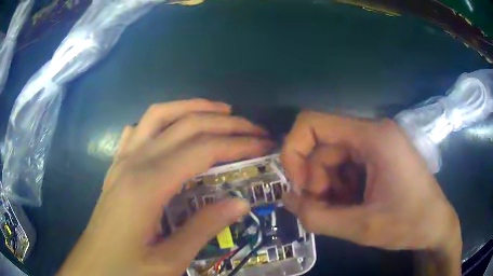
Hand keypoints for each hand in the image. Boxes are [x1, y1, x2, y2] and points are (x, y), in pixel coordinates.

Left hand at [58, 99, 272, 275]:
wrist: (93, 265)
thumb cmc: (127, 268)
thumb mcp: (169, 260)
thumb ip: (204, 228)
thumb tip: (242, 202)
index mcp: (148, 185)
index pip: (203, 149)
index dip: (238, 143)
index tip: (264, 144)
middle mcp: (135, 161)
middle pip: (186, 125)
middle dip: (226, 122)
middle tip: (254, 128)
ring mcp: (122, 159)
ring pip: (159, 115)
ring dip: (192, 107)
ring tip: (220, 110)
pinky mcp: (117, 165)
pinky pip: (138, 129)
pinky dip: (160, 119)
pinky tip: (172, 127)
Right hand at [281, 111, 461, 274]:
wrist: (436, 226)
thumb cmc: (408, 224)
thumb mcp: (361, 228)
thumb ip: (318, 217)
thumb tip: (286, 201)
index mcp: (373, 137)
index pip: (314, 122)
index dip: (295, 150)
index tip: (299, 187)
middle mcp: (374, 132)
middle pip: (324, 145)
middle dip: (315, 179)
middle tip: (322, 208)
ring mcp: (377, 143)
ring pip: (334, 158)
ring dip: (328, 186)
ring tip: (341, 212)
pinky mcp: (379, 156)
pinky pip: (347, 166)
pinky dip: (340, 187)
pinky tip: (351, 206)